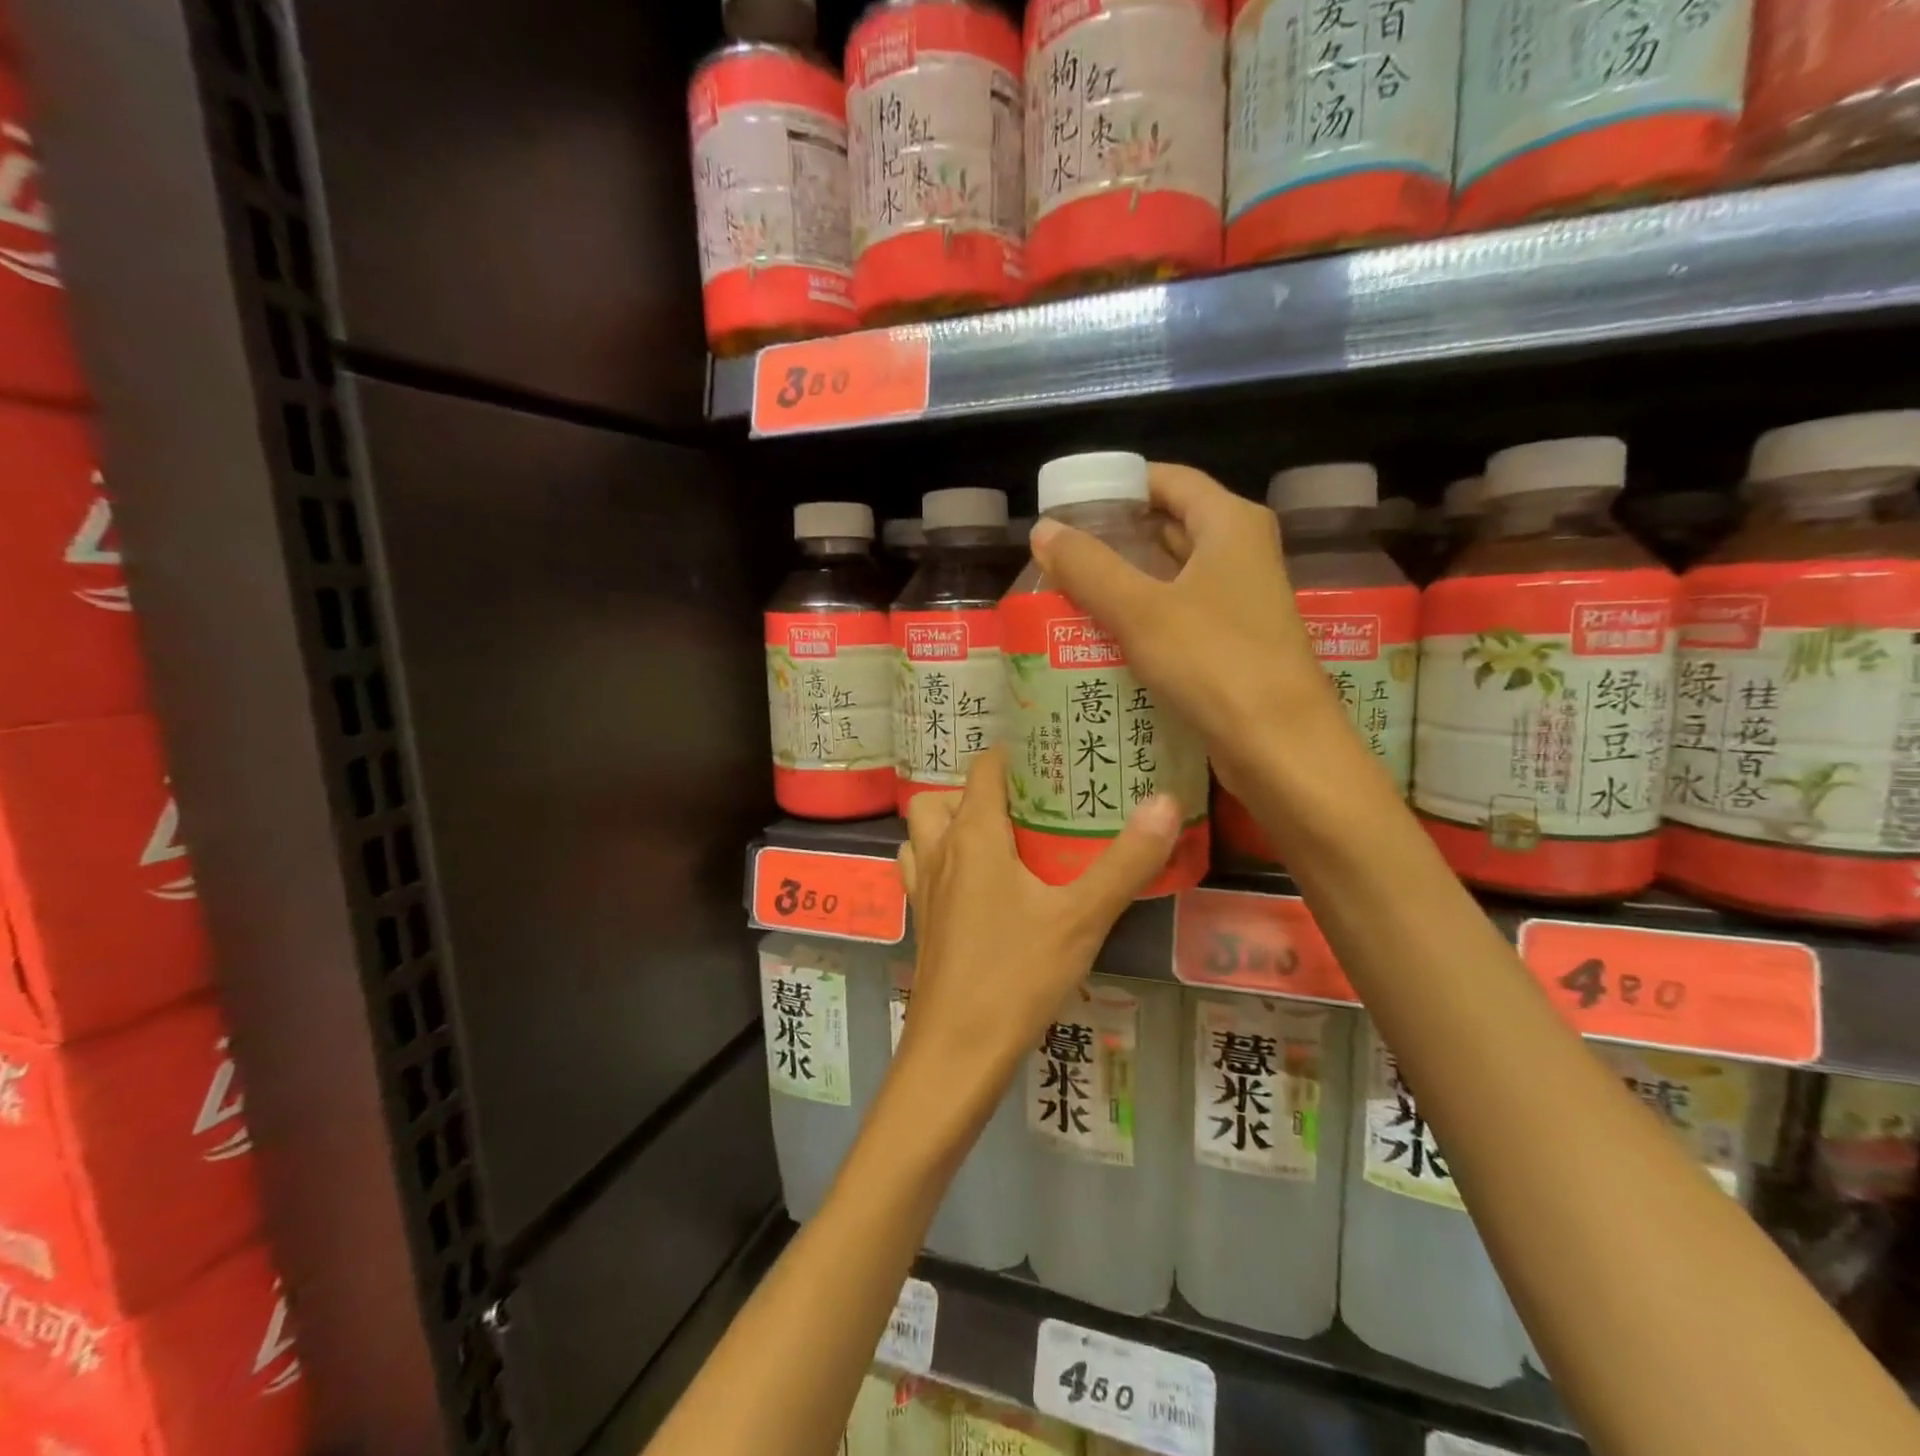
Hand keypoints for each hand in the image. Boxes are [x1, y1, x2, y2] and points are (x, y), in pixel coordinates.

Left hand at [893, 746, 1180, 1112]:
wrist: (956, 1052)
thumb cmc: (1016, 977)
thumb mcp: (1081, 918)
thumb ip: (1126, 861)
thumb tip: (1165, 801)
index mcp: (972, 835)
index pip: (984, 768)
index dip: (1014, 755)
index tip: (1052, 758)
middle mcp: (939, 852)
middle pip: (943, 796)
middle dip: (979, 791)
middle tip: (1026, 806)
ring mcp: (923, 888)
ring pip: (923, 832)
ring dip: (951, 825)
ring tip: (1001, 840)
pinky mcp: (921, 922)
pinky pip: (921, 870)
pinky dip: (941, 862)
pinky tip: (979, 888)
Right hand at [1029, 462, 1341, 801]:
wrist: (1277, 745)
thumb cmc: (1213, 662)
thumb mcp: (1140, 609)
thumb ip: (1088, 566)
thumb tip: (1043, 529)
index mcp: (1230, 524)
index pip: (1169, 480)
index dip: (1120, 485)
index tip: (1071, 504)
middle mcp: (1242, 553)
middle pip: (1170, 526)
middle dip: (1116, 537)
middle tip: (1062, 552)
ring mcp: (1242, 601)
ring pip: (1173, 575)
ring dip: (1127, 580)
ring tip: (1071, 589)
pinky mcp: (1234, 643)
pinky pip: (1179, 614)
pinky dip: (1144, 616)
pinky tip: (1104, 633)